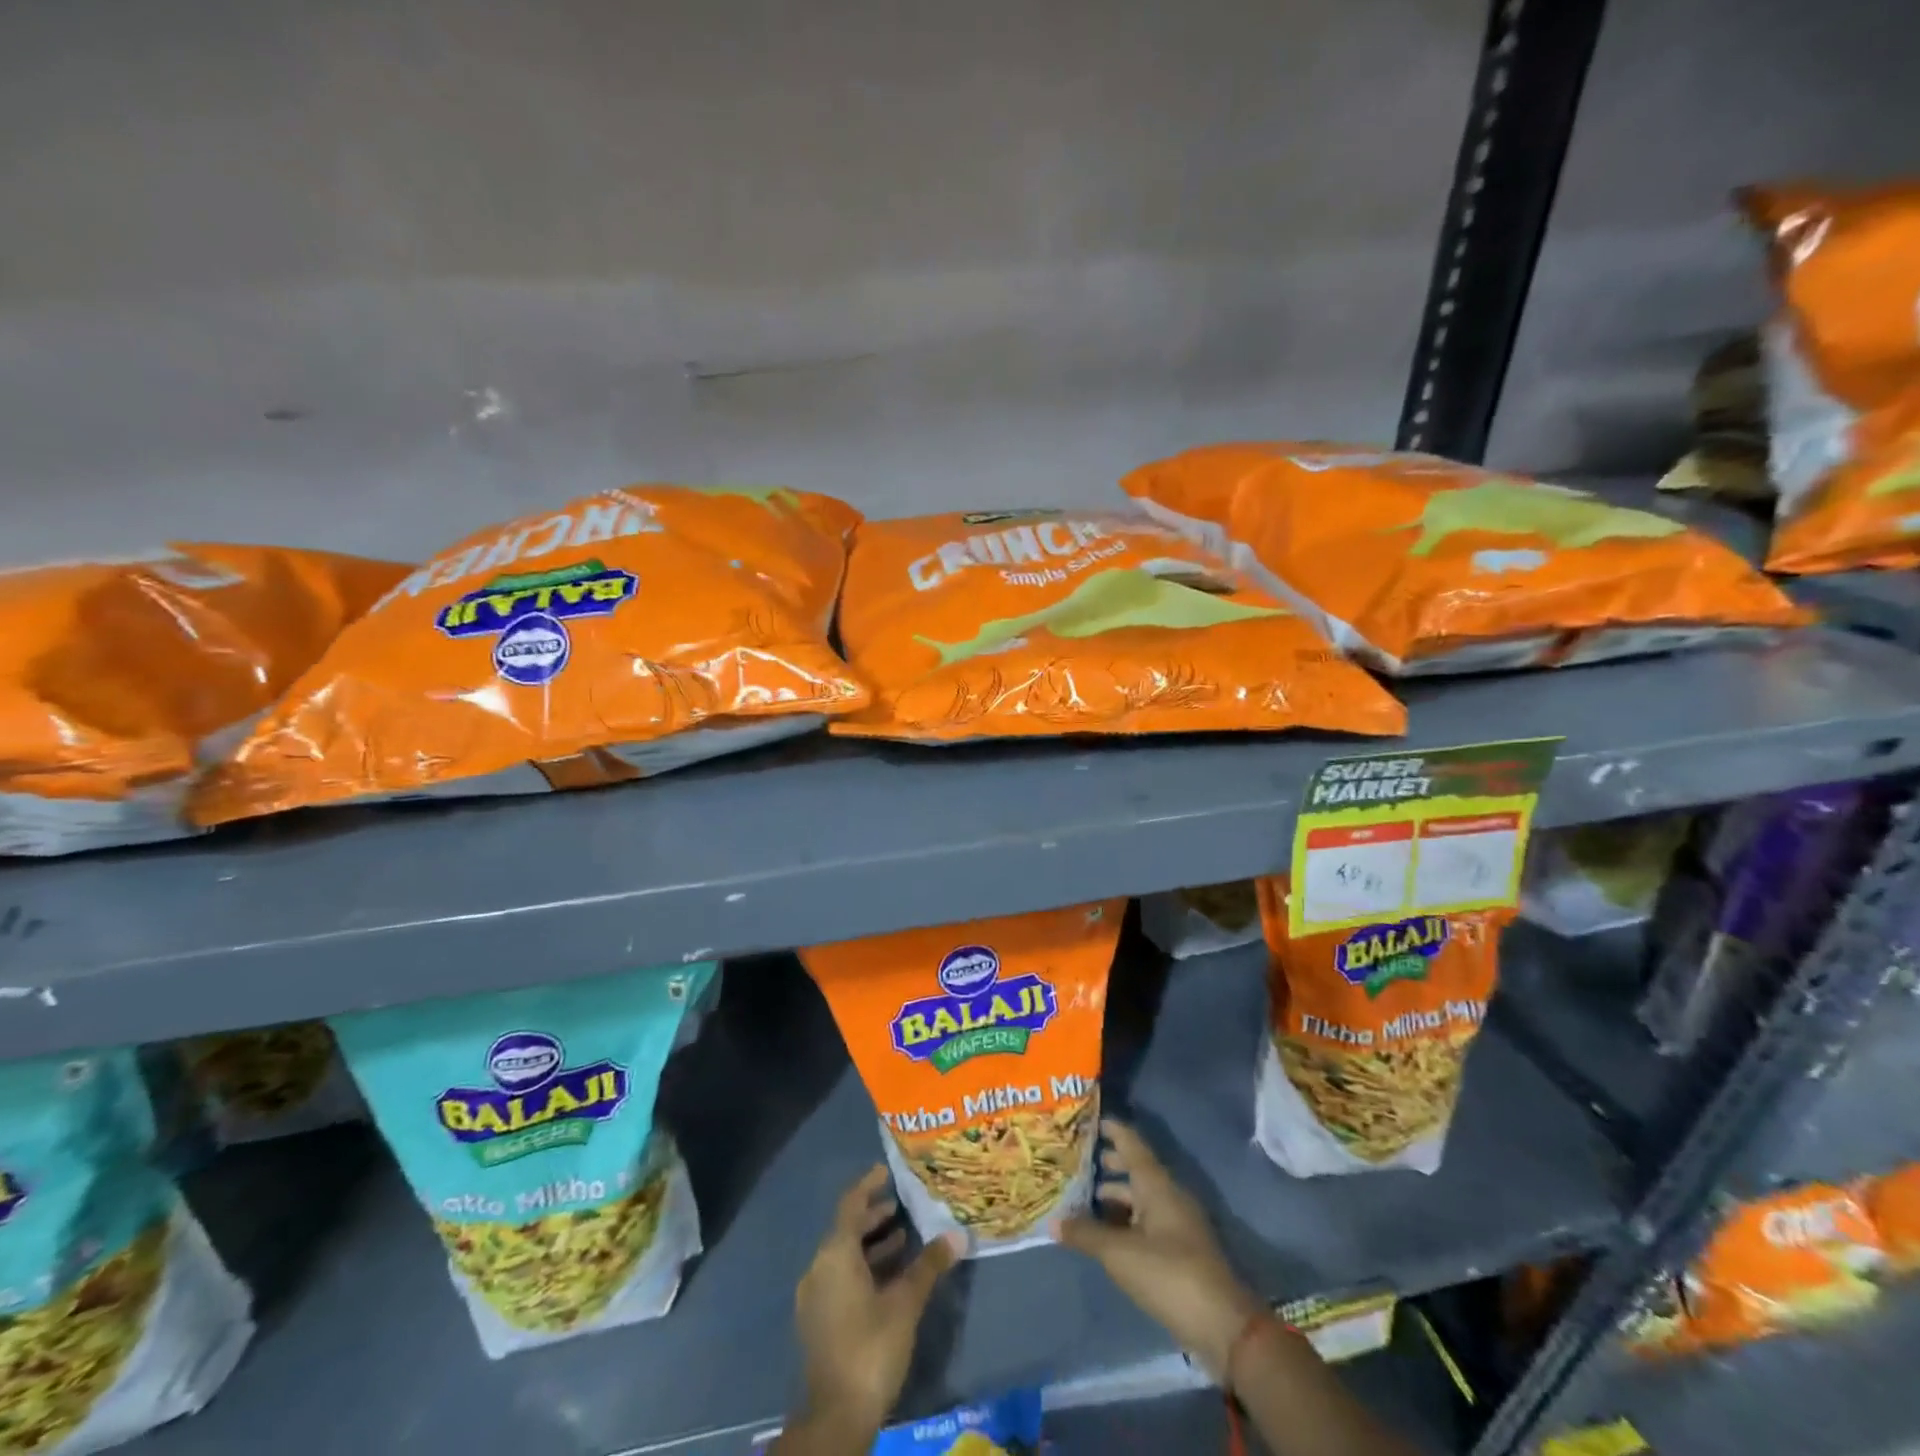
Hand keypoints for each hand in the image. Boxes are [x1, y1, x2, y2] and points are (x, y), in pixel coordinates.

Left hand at [792, 1164, 963, 1441]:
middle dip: (873, 1215)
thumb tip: (957, 1236)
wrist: (835, 1416)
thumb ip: (928, 1266)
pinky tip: (888, 1276)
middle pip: (846, 1228)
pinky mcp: (818, 1319)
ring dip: (871, 1243)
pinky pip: (840, 1276)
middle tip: (901, 1203)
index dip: (869, 1185)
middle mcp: (819, 1267)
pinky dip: (863, 1267)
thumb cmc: (871, 1347)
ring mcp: (815, 1295)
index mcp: (835, 1254)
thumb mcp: (905, 1303)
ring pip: (844, 1255)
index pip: (851, 1204)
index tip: (887, 1170)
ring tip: (902, 1237)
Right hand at [1057, 1119, 1264, 1378]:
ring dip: (1116, 1196)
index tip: (1090, 1120)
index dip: (1112, 1129)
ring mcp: (1178, 1224)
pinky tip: (1107, 1234)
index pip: (1131, 1144)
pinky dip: (1126, 1220)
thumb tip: (1053, 1221)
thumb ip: (1086, 1234)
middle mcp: (1169, 1196)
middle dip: (1109, 1163)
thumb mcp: (1120, 1253)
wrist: (1223, 1326)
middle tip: (1078, 1160)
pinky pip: (1147, 1222)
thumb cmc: (1169, 1274)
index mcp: (1157, 1184)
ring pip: (1141, 1198)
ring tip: (1085, 1199)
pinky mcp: (1181, 1252)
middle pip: (1136, 1170)